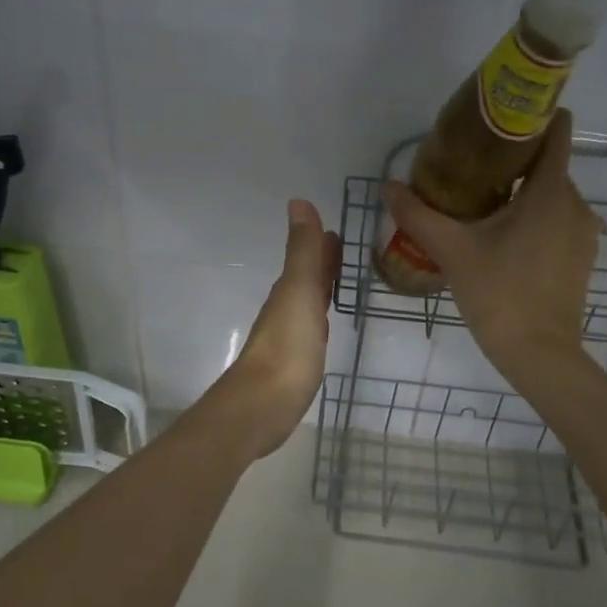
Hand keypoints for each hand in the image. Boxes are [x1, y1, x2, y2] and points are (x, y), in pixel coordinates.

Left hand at [206, 198, 341, 457]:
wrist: (264, 405)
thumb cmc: (287, 347)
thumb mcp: (299, 292)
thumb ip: (302, 251)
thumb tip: (298, 201)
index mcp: (289, 291)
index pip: (307, 260)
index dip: (321, 245)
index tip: (337, 231)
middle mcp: (286, 310)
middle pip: (306, 280)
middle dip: (322, 264)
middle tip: (342, 250)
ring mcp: (289, 338)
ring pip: (308, 304)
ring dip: (320, 289)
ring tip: (338, 282)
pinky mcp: (295, 364)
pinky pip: (310, 331)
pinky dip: (319, 319)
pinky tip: (323, 327)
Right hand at [381, 112, 599, 383]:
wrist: (539, 354)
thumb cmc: (499, 293)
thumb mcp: (452, 250)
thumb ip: (418, 215)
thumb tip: (388, 186)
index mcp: (549, 192)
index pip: (556, 133)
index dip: (532, 118)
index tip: (499, 121)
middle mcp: (575, 205)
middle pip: (548, 165)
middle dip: (515, 161)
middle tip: (472, 167)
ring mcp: (583, 233)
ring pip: (552, 196)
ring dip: (524, 193)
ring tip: (484, 202)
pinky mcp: (582, 257)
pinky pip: (558, 221)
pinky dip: (535, 218)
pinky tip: (504, 237)